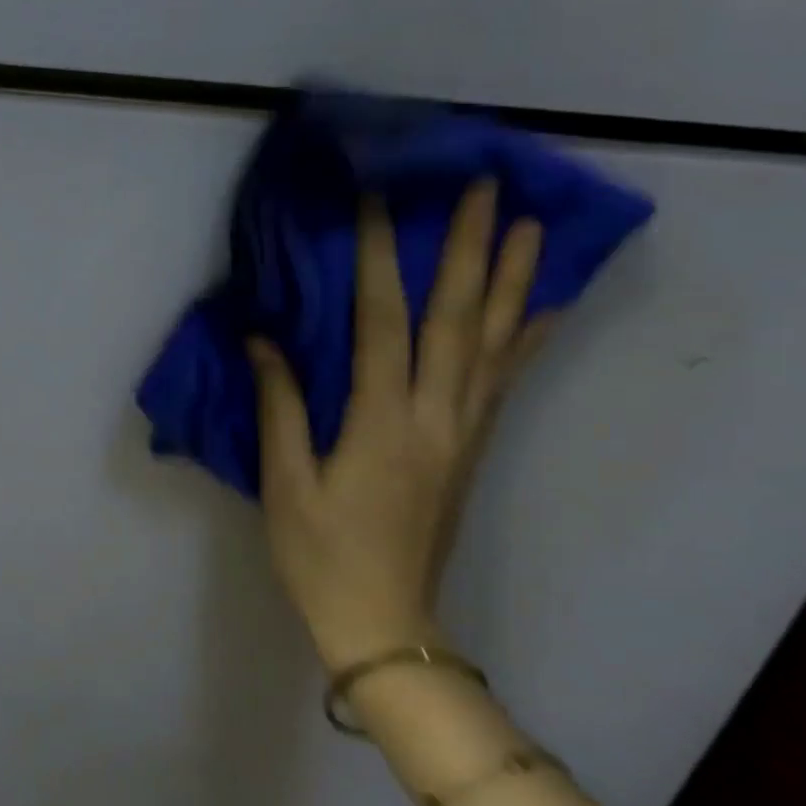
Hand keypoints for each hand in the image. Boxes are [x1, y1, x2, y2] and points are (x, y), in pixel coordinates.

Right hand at [246, 181, 549, 673]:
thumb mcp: (285, 483)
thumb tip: (264, 340)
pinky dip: (526, 338)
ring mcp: (463, 432)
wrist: (383, 620)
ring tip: (527, 223)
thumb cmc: (320, 553)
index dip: (379, 259)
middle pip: (457, 319)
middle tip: (482, 185)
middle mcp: (435, 416)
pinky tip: (541, 307)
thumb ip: (280, 407)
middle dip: (468, 248)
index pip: (382, 323)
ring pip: (494, 343)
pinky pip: (504, 381)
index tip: (378, 202)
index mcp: (382, 423)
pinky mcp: (471, 449)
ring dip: (511, 279)